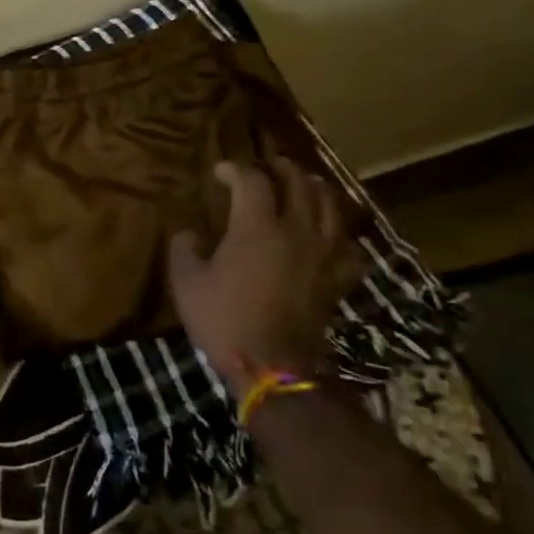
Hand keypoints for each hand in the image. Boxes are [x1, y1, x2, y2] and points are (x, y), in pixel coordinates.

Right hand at [167, 158, 364, 387]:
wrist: (273, 366)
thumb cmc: (223, 320)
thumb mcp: (186, 282)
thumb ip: (184, 248)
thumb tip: (188, 232)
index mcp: (257, 227)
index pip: (251, 180)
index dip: (234, 169)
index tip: (219, 172)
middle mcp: (296, 230)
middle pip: (299, 183)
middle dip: (281, 169)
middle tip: (266, 167)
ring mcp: (324, 254)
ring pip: (330, 206)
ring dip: (315, 189)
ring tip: (303, 186)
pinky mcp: (338, 278)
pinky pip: (349, 245)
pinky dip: (339, 232)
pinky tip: (330, 235)